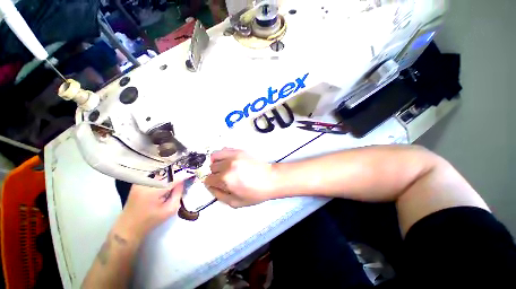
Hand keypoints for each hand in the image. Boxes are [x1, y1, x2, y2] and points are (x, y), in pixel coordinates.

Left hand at [115, 177, 187, 241]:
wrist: (128, 227)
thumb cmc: (151, 221)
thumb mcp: (170, 209)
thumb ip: (178, 193)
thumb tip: (183, 181)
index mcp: (154, 190)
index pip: (174, 178)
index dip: (185, 175)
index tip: (193, 173)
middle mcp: (146, 182)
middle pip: (167, 172)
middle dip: (178, 171)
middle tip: (187, 172)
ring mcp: (141, 181)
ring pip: (161, 171)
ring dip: (171, 172)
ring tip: (180, 173)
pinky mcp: (138, 182)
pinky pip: (155, 174)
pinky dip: (164, 174)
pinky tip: (169, 176)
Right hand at [204, 148, 277, 207]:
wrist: (270, 179)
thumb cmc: (255, 193)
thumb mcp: (235, 202)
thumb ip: (218, 195)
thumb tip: (209, 186)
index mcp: (226, 179)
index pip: (208, 179)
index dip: (211, 183)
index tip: (217, 184)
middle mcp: (227, 165)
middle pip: (211, 168)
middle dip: (216, 174)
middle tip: (225, 177)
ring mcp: (234, 155)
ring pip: (215, 157)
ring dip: (217, 163)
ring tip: (225, 168)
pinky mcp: (239, 150)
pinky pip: (224, 149)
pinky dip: (222, 155)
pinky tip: (228, 160)